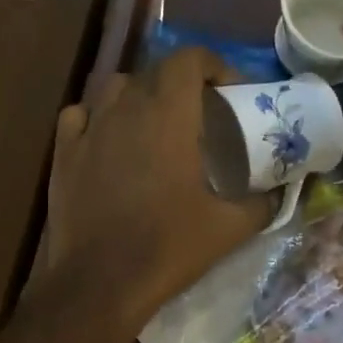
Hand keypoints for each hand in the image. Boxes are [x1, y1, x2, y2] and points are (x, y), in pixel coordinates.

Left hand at [45, 49, 268, 327]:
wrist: (101, 282)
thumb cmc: (168, 248)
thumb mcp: (228, 228)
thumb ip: (261, 205)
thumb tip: (279, 195)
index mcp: (169, 116)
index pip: (189, 60)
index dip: (213, 66)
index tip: (229, 92)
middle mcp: (126, 110)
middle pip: (155, 72)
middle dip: (182, 84)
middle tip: (200, 115)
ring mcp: (89, 129)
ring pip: (115, 88)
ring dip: (140, 95)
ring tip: (154, 124)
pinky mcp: (63, 153)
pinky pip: (80, 116)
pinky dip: (98, 117)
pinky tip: (107, 139)